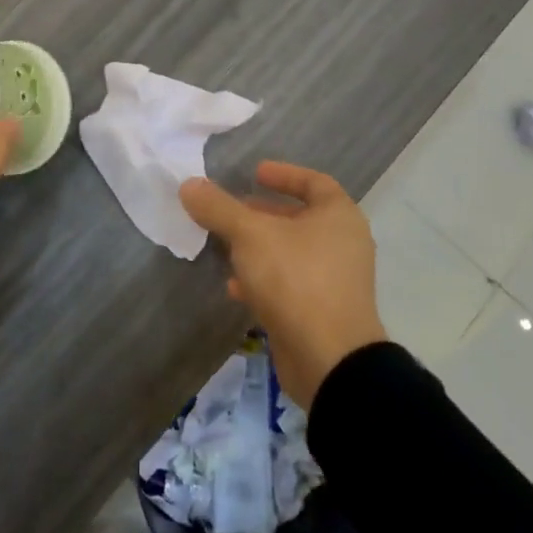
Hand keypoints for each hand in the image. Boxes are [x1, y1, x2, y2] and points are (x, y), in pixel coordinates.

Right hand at [180, 161, 386, 406]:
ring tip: (225, 247)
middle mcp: (343, 245)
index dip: (284, 174)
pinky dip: (263, 280)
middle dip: (264, 213)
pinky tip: (235, 288)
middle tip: (233, 210)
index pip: (314, 182)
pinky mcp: (321, 313)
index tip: (254, 173)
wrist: (329, 359)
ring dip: (259, 248)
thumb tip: (189, 184)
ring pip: (291, 253)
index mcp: (339, 216)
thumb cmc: (295, 280)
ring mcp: (335, 281)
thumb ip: (218, 208)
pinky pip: (289, 284)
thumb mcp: (250, 235)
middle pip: (300, 218)